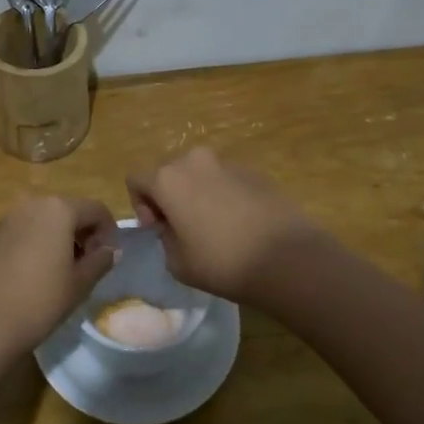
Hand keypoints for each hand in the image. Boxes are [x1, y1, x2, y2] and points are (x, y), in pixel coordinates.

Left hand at [0, 195, 119, 359]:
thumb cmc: (40, 300)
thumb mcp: (79, 283)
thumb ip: (100, 261)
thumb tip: (110, 250)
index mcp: (59, 209)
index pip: (96, 210)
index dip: (109, 231)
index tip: (110, 258)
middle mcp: (33, 203)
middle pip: (69, 210)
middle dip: (84, 233)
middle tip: (89, 264)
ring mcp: (9, 217)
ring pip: (45, 220)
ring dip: (61, 238)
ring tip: (64, 271)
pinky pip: (25, 230)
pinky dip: (38, 243)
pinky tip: (37, 273)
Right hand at [126, 148, 317, 302]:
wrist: (288, 258)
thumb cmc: (223, 262)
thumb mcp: (178, 263)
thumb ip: (166, 238)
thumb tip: (174, 227)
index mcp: (168, 179)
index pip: (136, 179)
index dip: (140, 204)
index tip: (158, 229)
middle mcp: (195, 161)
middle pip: (168, 171)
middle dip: (169, 195)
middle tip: (182, 227)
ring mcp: (228, 163)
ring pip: (199, 173)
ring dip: (198, 193)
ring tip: (214, 227)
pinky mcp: (255, 172)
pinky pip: (226, 179)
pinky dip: (224, 195)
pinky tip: (240, 225)